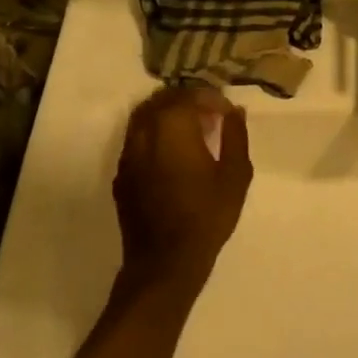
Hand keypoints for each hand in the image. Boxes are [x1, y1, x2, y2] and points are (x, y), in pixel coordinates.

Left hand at [112, 86, 252, 293]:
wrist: (165, 262)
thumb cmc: (207, 215)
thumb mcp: (236, 174)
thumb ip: (235, 135)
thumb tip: (234, 111)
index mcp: (173, 126)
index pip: (190, 95)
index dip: (211, 97)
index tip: (226, 112)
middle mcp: (145, 132)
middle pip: (162, 99)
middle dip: (187, 100)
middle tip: (209, 114)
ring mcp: (128, 154)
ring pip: (143, 116)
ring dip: (166, 114)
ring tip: (189, 129)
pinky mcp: (121, 174)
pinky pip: (136, 139)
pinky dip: (153, 134)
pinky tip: (171, 153)